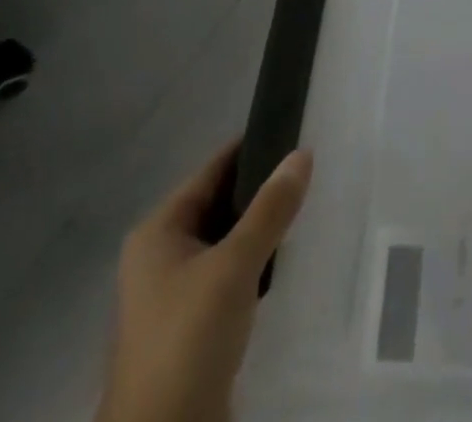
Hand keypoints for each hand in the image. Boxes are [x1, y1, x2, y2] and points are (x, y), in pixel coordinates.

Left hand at [97, 142, 313, 421]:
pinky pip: (231, 275)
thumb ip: (270, 208)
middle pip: (220, 204)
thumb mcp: (234, 266)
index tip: (297, 132)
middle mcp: (161, 256)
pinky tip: (288, 260)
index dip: (252, 147)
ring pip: (228, 241)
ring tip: (309, 207)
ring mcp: (175, 294)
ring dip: (262, 228)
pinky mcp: (193, 325)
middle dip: (263, 189)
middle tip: (312, 170)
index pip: (212, 170)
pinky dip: (257, 263)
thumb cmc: (187, 339)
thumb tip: (303, 153)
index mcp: (158, 231)